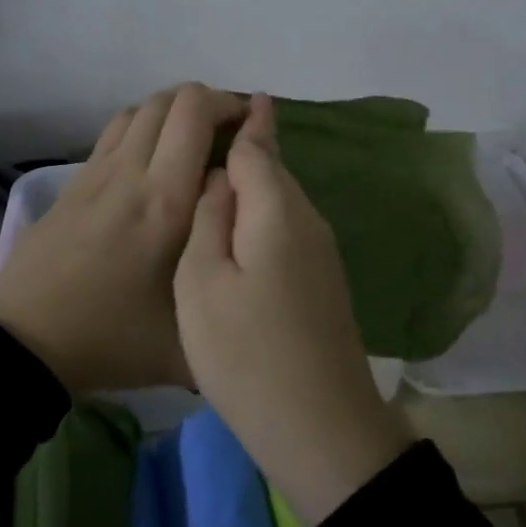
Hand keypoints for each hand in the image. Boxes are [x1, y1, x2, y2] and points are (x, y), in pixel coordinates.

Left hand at [0, 83, 245, 394]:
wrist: (26, 343)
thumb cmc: (112, 339)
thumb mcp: (188, 340)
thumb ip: (228, 300)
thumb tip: (255, 273)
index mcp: (166, 200)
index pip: (196, 114)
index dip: (230, 105)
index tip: (254, 126)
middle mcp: (131, 172)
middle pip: (169, 100)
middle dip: (207, 104)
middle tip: (229, 135)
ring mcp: (96, 174)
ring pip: (139, 110)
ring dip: (172, 114)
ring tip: (192, 145)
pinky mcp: (72, 185)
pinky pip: (114, 133)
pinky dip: (142, 130)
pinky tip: (150, 166)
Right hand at [174, 94, 411, 525]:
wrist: (322, 428)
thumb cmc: (247, 354)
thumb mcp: (202, 283)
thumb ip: (209, 218)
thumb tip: (221, 178)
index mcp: (277, 210)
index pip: (258, 146)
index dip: (242, 120)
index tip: (229, 98)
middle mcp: (307, 220)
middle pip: (274, 169)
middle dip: (249, 145)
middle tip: (209, 132)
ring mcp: (321, 252)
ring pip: (281, 200)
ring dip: (253, 182)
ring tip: (215, 174)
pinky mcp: (323, 281)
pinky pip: (287, 228)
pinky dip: (262, 216)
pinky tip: (240, 229)